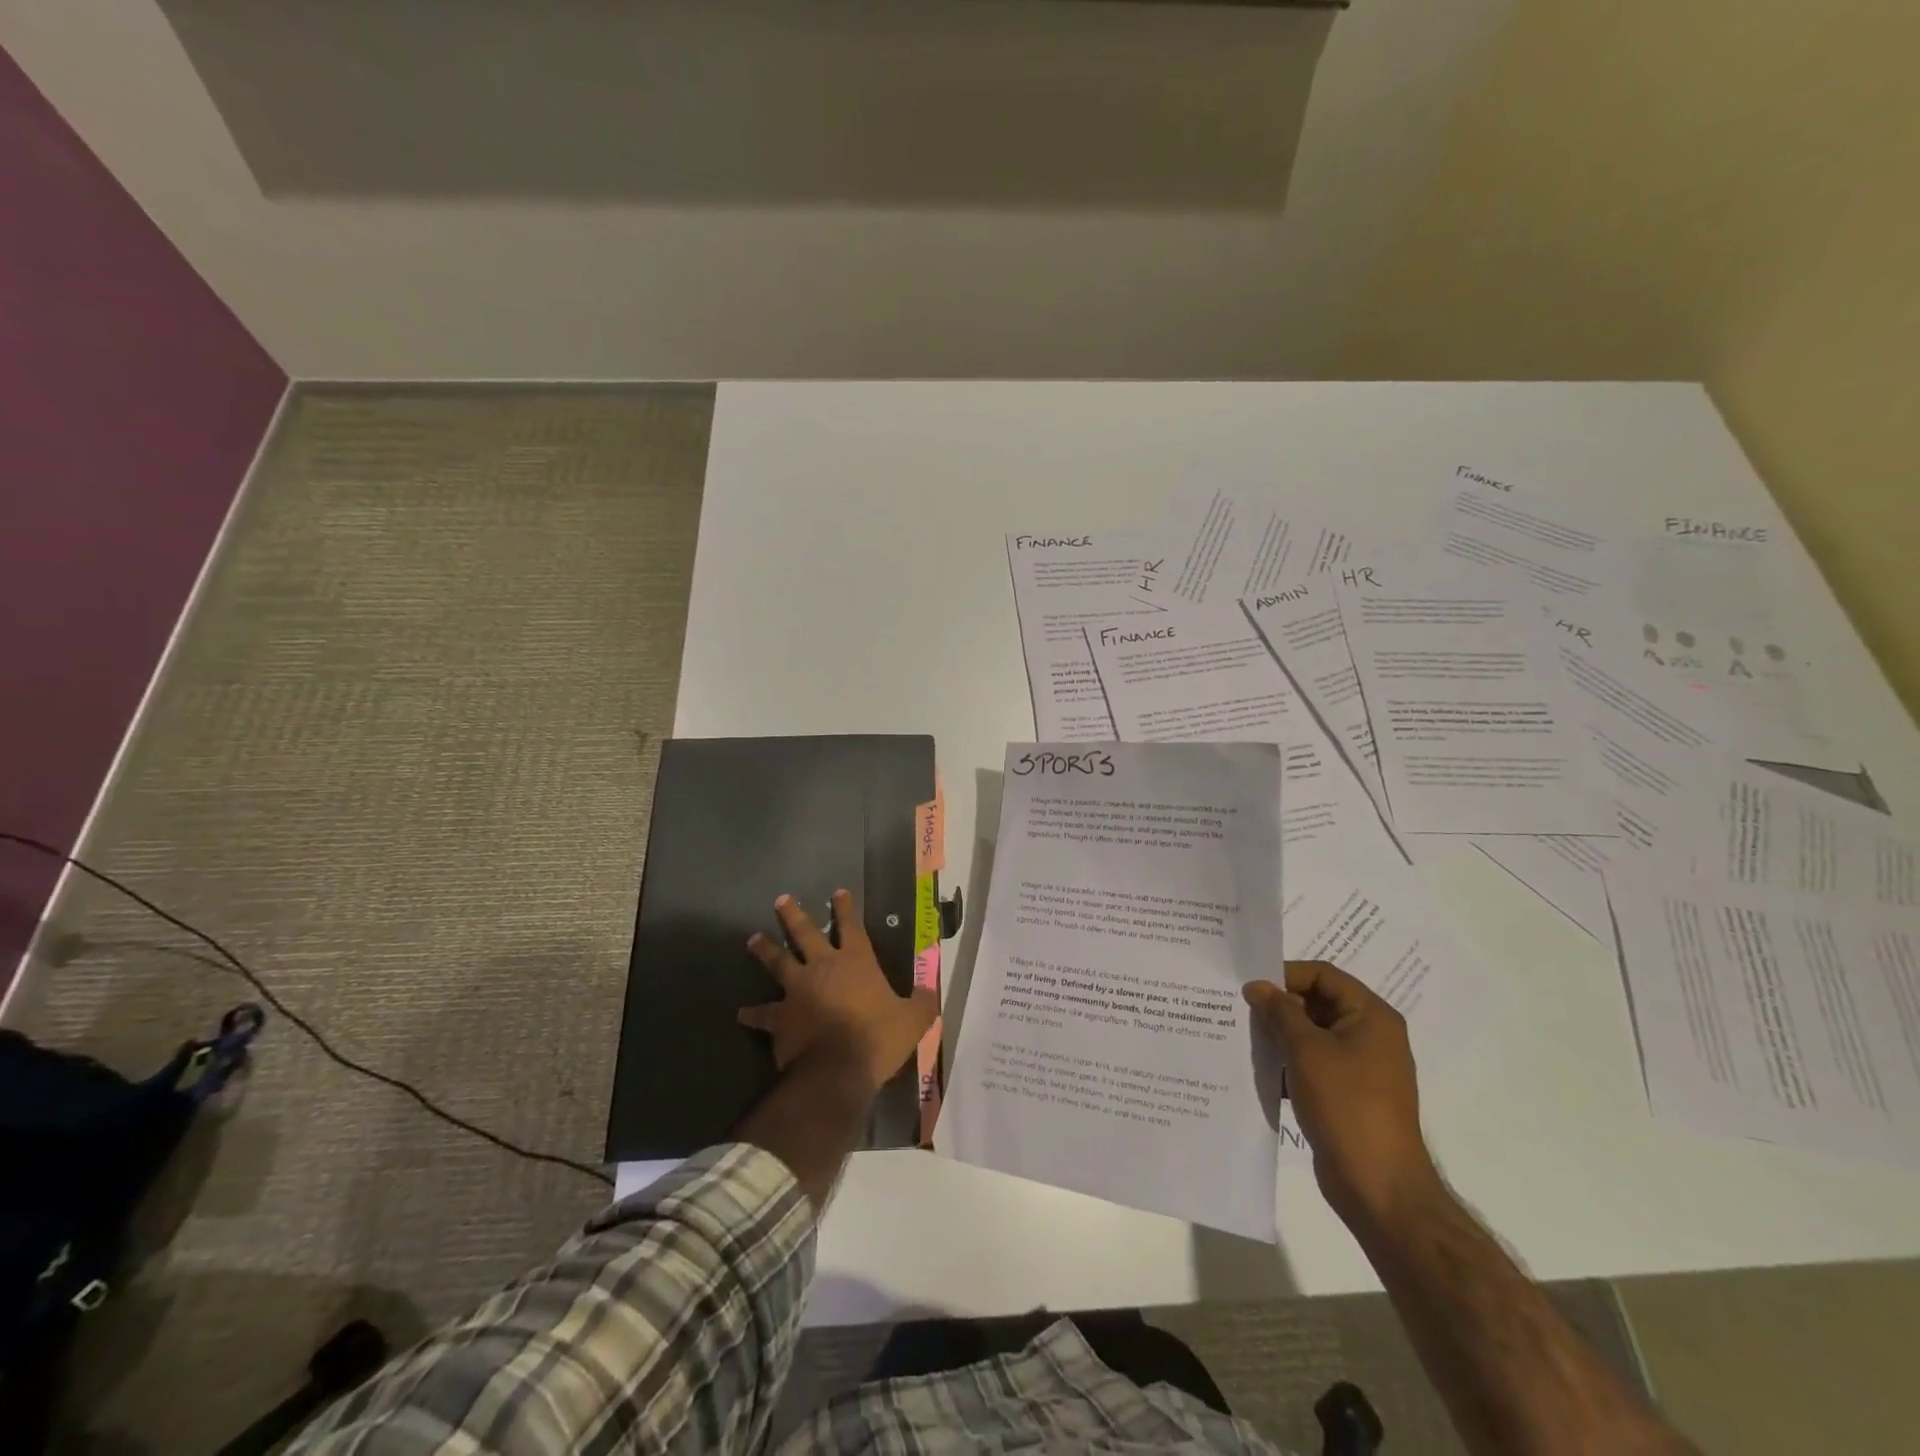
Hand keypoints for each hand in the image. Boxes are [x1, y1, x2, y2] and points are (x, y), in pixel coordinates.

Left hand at [739, 889, 937, 1092]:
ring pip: (778, 962)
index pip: (851, 927)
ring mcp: (798, 990)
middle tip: (780, 899)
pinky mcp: (780, 1017)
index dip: (845, 909)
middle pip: (805, 934)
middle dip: (793, 915)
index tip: (837, 892)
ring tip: (752, 939)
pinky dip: (753, 1013)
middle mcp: (824, 968)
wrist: (838, 1069)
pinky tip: (741, 1013)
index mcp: (857, 962)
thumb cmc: (878, 1038)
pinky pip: (763, 1013)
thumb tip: (930, 991)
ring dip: (765, 950)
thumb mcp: (913, 1020)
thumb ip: (921, 1002)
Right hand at [1244, 960, 1440, 1229]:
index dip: (1285, 974)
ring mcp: (1361, 1066)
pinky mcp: (1348, 1093)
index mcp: (1371, 1016)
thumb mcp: (1306, 1050)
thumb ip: (1279, 1012)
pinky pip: (1314, 1062)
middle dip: (1279, 1006)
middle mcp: (1370, 1034)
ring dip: (1280, 1035)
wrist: (1378, 1186)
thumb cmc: (1346, 1105)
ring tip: (1245, 1038)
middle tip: (1241, 1011)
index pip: (1323, 975)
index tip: (1250, 987)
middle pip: (1317, 1002)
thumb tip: (1257, 986)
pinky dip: (1289, 1061)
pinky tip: (1262, 1069)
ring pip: (1312, 1033)